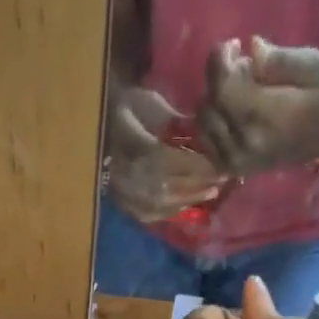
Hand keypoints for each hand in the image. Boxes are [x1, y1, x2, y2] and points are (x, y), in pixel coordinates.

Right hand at [104, 86, 224, 222]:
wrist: (97, 126)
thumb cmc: (127, 108)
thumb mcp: (151, 103)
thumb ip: (176, 122)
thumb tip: (205, 137)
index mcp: (135, 146)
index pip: (172, 162)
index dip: (198, 166)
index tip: (221, 164)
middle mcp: (129, 175)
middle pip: (171, 186)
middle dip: (199, 184)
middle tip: (222, 181)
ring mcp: (125, 193)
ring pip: (163, 203)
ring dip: (190, 199)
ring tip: (210, 193)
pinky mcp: (123, 204)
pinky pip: (151, 214)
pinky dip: (172, 210)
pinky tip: (186, 203)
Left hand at [198, 37, 318, 175]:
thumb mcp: (311, 66)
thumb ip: (278, 59)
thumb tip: (251, 47)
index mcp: (264, 117)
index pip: (222, 89)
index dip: (219, 62)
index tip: (233, 45)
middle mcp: (243, 143)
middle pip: (209, 104)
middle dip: (217, 77)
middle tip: (236, 63)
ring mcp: (235, 160)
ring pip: (203, 123)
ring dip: (212, 99)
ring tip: (233, 86)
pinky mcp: (232, 168)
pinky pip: (206, 142)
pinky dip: (211, 122)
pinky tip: (226, 109)